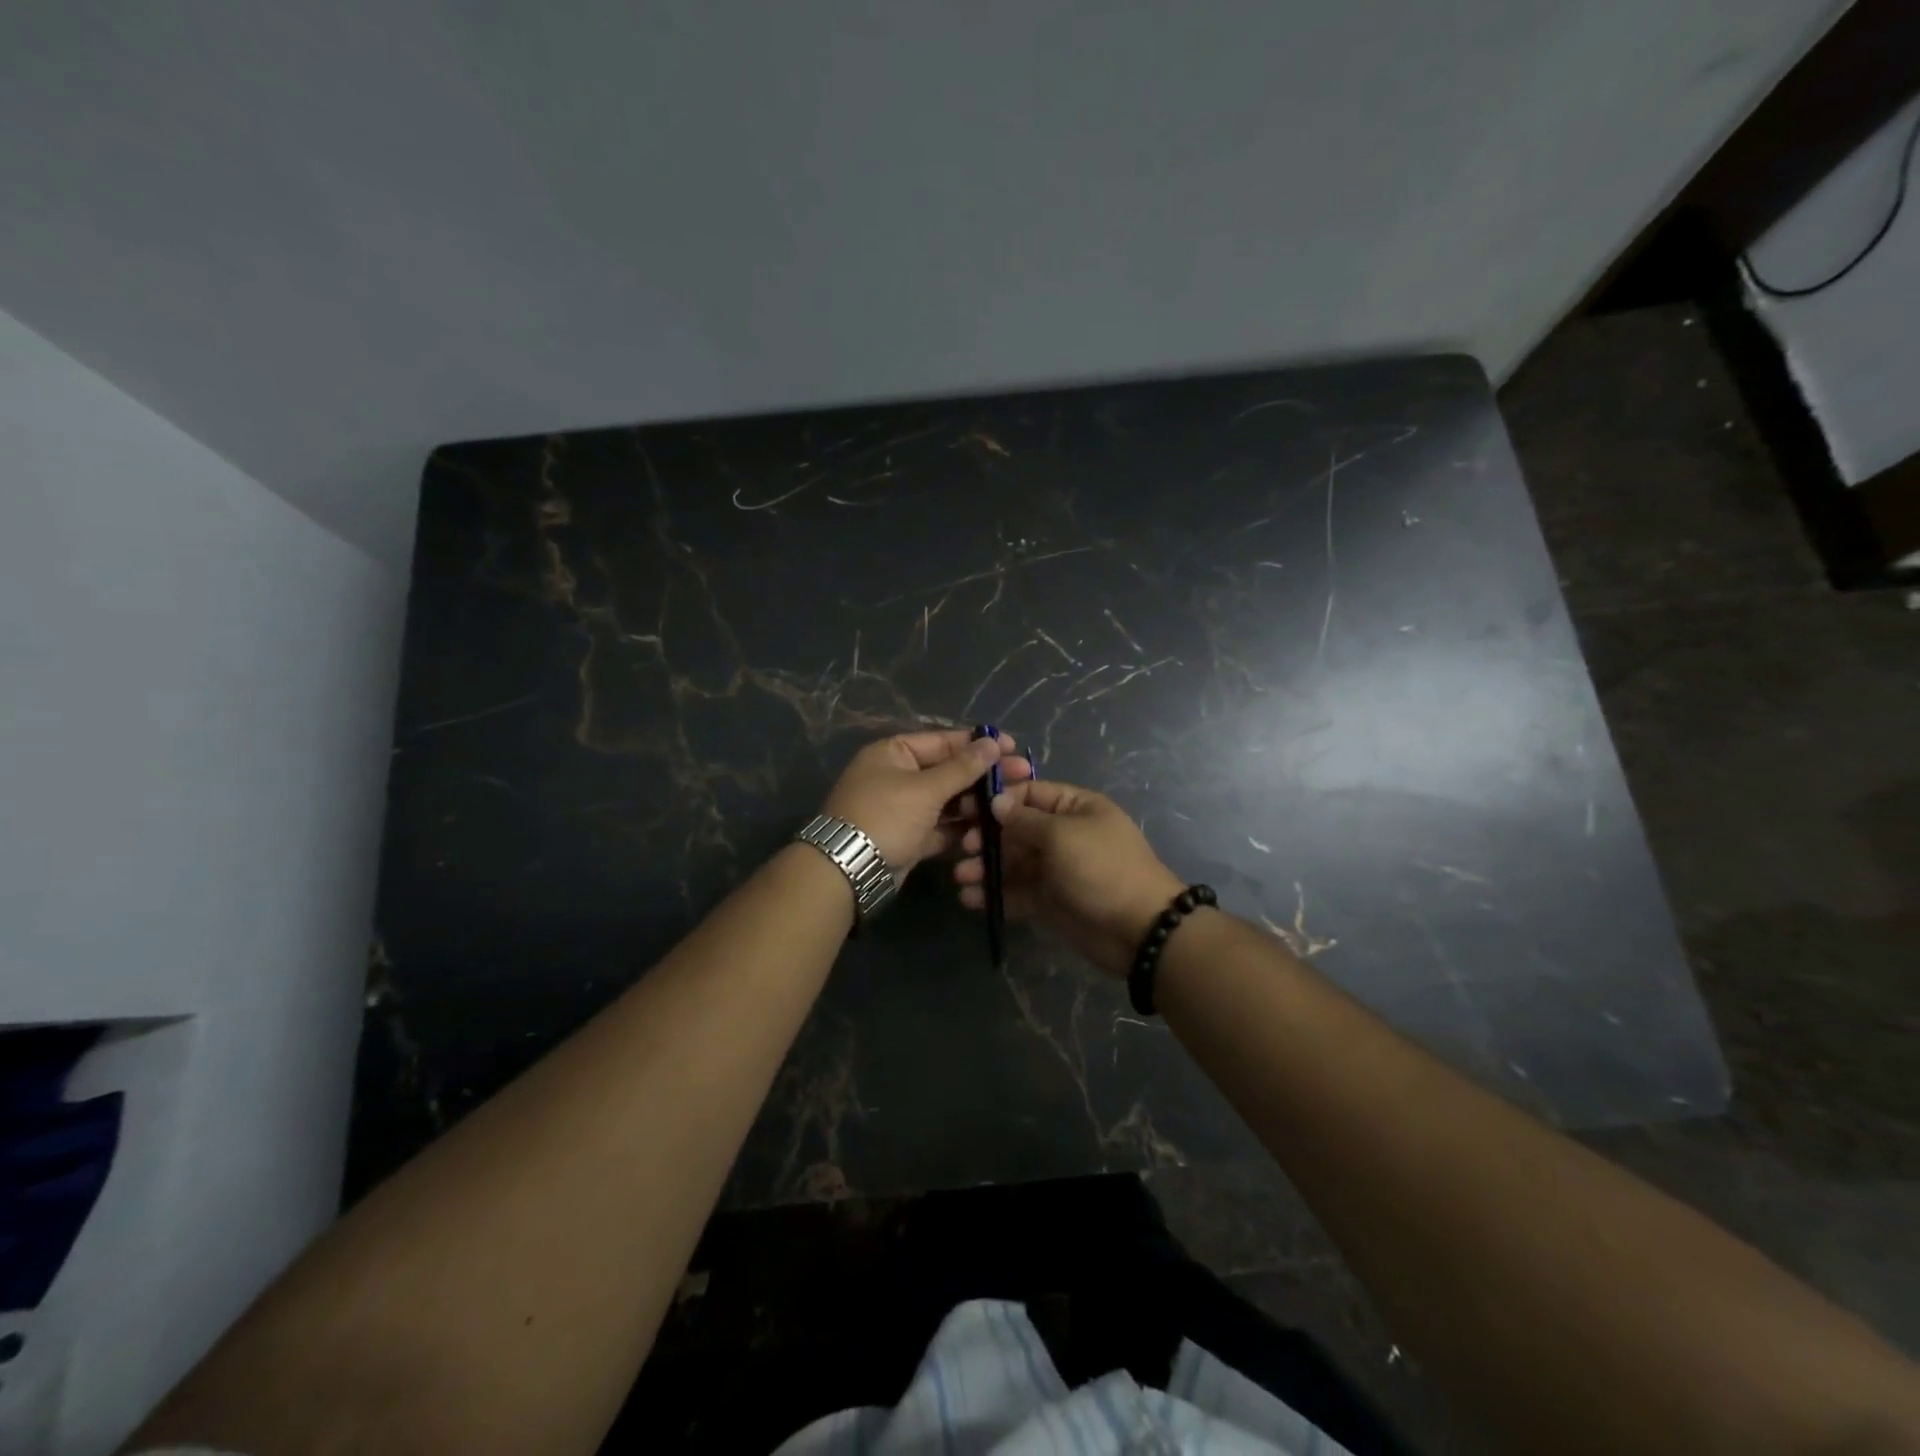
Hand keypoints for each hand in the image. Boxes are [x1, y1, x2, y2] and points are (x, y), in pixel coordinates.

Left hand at [821, 728, 1031, 877]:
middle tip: (1023, 776)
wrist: (848, 871)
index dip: (979, 744)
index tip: (1013, 747)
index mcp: (894, 753)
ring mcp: (903, 809)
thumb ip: (962, 767)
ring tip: (1011, 804)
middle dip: (984, 775)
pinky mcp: (909, 837)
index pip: (944, 741)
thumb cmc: (885, 817)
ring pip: (947, 801)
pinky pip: (941, 827)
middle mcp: (898, 776)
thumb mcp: (925, 789)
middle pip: (948, 771)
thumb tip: (992, 742)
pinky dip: (962, 828)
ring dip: (976, 803)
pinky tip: (992, 828)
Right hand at [956, 779, 1184, 977]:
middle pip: (1016, 829)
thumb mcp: (1062, 836)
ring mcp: (1056, 869)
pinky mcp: (1049, 901)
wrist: (1139, 930)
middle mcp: (1064, 834)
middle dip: (987, 838)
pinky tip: (971, 900)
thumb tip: (996, 802)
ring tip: (961, 879)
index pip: (1029, 794)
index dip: (998, 800)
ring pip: (1013, 863)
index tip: (967, 809)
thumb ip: (1024, 820)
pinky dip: (995, 895)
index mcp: (1075, 807)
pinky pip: (1017, 892)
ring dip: (986, 868)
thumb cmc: (1101, 869)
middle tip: (963, 850)